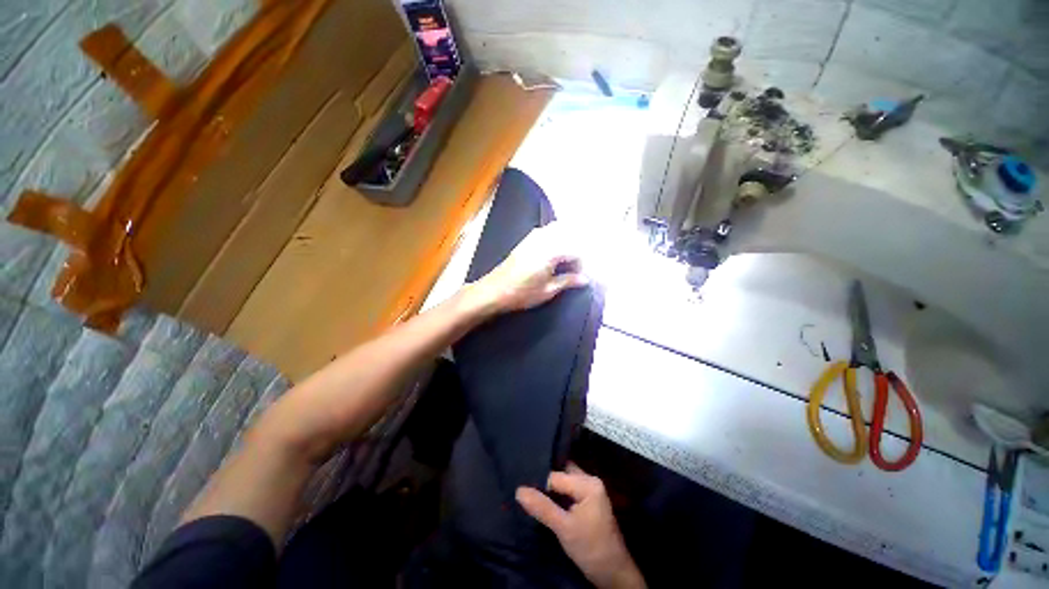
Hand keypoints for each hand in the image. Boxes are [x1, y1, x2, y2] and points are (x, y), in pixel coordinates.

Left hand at [464, 223, 588, 314]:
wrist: (494, 290)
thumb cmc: (522, 293)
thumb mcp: (548, 290)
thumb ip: (567, 281)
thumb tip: (585, 279)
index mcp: (551, 252)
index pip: (575, 251)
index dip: (581, 263)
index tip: (580, 276)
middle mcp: (543, 239)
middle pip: (568, 235)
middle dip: (575, 249)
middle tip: (575, 266)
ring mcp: (532, 237)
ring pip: (557, 229)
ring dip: (566, 240)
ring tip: (566, 259)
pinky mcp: (525, 240)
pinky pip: (545, 231)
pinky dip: (554, 237)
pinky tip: (553, 252)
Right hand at [516, 464, 645, 588]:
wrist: (613, 573)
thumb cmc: (590, 548)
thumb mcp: (564, 528)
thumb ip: (542, 508)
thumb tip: (519, 490)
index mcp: (588, 482)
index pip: (556, 476)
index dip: (539, 484)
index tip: (522, 490)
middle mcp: (590, 481)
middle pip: (561, 475)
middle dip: (544, 481)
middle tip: (524, 488)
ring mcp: (591, 491)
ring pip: (565, 483)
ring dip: (550, 489)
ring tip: (530, 494)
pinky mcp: (588, 502)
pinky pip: (569, 491)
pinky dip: (557, 495)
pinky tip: (545, 502)